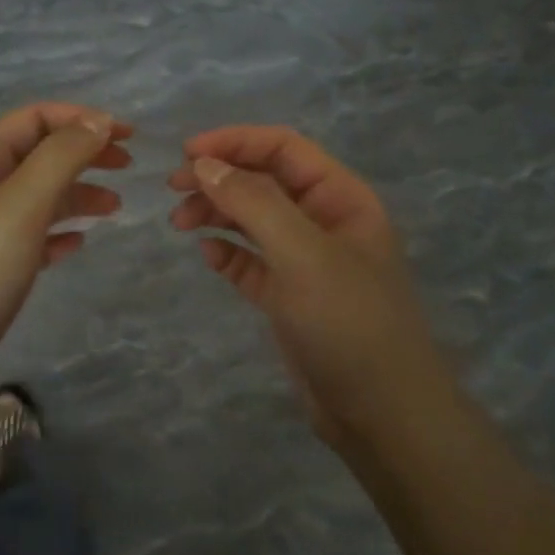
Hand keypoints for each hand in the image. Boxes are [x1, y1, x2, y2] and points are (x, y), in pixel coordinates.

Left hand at [0, 103, 130, 460]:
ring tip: (115, 209)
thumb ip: (59, 159)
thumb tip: (97, 121)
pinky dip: (56, 233)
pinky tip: (78, 246)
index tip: (127, 137)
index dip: (81, 119)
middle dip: (82, 153)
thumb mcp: (17, 208)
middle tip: (128, 167)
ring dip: (76, 194)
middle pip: (36, 155)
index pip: (33, 118)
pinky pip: (27, 238)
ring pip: (35, 198)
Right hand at [168, 126, 440, 444]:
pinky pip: (251, 261)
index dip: (235, 142)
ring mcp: (306, 261)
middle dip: (219, 177)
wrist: (381, 413)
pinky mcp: (288, 297)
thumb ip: (253, 202)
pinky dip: (227, 253)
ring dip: (216, 213)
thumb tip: (204, 164)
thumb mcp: (302, 253)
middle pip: (264, 180)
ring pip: (253, 220)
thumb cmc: (348, 321)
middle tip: (173, 189)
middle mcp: (323, 221)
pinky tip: (208, 255)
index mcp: (340, 197)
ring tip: (179, 223)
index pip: (283, 148)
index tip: (186, 153)